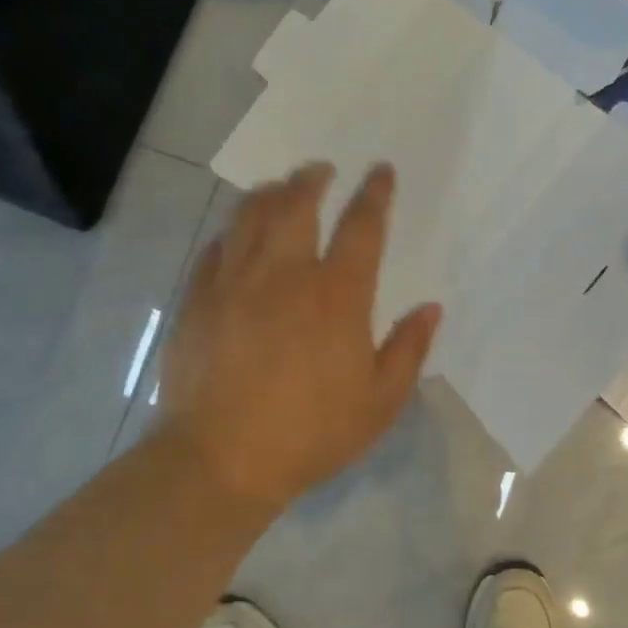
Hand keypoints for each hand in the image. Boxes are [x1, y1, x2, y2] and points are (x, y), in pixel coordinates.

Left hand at [155, 162, 439, 511]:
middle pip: (297, 204)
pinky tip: (235, 235)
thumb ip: (409, 349)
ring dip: (269, 193)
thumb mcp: (380, 402)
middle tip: (320, 168)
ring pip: (249, 216)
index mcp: (336, 295)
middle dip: (312, 179)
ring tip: (279, 187)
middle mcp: (284, 274)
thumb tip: (431, 308)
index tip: (380, 170)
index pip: (362, 227)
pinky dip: (231, 233)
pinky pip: (214, 250)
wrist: (221, 459)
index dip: (375, 194)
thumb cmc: (312, 433)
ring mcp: (233, 283)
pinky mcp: (197, 300)